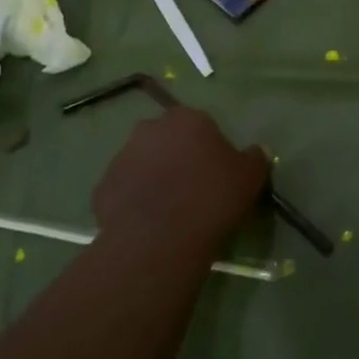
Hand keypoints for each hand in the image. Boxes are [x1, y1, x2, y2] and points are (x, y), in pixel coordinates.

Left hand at [93, 106, 269, 259]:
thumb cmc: (212, 198)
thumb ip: (254, 158)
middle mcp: (149, 129)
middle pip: (166, 140)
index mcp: (187, 119)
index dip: (208, 148)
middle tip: (191, 188)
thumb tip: (256, 151)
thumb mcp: (250, 177)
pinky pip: (124, 191)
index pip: (200, 125)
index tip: (216, 172)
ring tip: (169, 210)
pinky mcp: (102, 188)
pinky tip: (148, 224)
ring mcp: (120, 157)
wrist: (161, 239)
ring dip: (153, 178)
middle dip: (176, 157)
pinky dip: (134, 202)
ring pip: (142, 164)